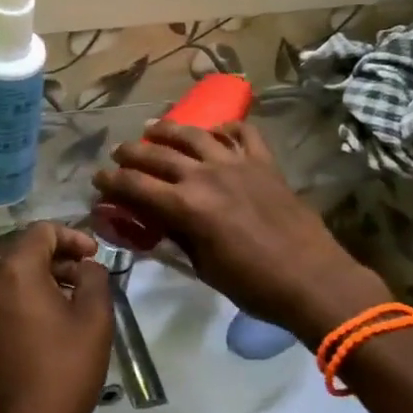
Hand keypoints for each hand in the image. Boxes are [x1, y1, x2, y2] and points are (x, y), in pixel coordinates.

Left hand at [0, 222, 112, 412]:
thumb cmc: (62, 371)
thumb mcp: (94, 320)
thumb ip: (94, 279)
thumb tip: (86, 266)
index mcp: (15, 271)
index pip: (43, 231)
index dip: (73, 237)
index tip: (95, 256)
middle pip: (28, 251)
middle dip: (61, 259)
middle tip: (91, 280)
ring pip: (17, 274)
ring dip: (47, 278)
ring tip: (78, 302)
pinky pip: (7, 295)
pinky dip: (31, 296)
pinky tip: (55, 321)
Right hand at [93, 120, 389, 346]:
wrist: (314, 281)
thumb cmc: (253, 285)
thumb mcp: (203, 267)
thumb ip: (174, 237)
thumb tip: (148, 222)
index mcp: (187, 206)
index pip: (135, 186)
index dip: (111, 182)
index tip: (98, 180)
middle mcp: (206, 176)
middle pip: (157, 154)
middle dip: (130, 153)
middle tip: (118, 154)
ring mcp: (236, 163)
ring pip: (194, 134)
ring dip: (168, 129)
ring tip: (153, 128)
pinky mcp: (264, 162)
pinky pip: (242, 133)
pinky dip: (225, 129)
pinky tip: (216, 132)